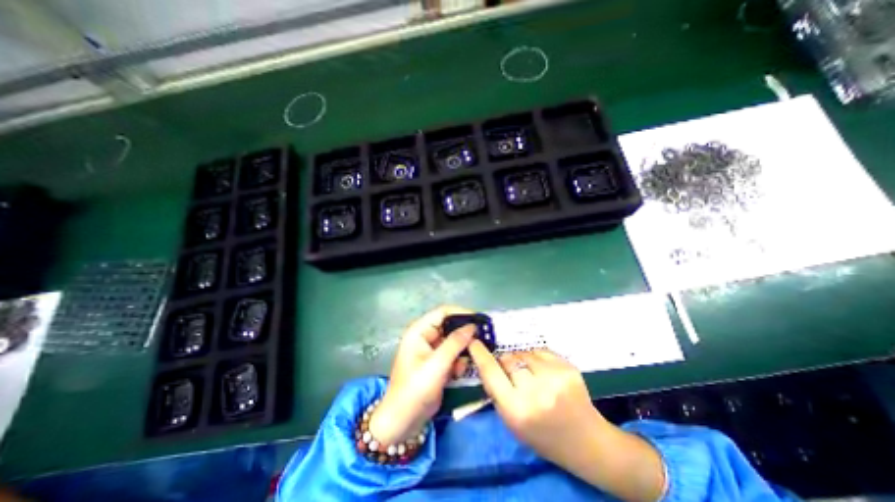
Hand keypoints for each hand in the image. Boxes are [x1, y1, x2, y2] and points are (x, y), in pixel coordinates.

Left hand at [370, 307, 478, 443]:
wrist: (403, 422)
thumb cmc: (415, 390)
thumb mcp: (436, 365)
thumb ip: (455, 343)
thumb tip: (472, 326)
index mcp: (419, 331)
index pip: (443, 312)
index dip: (461, 313)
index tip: (480, 320)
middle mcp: (425, 336)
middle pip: (450, 326)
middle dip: (465, 334)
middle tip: (483, 340)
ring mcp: (431, 350)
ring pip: (454, 341)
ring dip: (462, 350)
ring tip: (469, 360)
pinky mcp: (437, 363)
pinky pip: (453, 354)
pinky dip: (458, 361)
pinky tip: (458, 373)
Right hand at [465, 347, 603, 468]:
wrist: (585, 441)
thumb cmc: (542, 435)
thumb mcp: (511, 422)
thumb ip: (496, 392)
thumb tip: (486, 363)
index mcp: (516, 410)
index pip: (491, 373)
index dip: (480, 355)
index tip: (473, 342)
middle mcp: (534, 392)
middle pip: (508, 359)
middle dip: (505, 361)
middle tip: (512, 372)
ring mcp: (554, 378)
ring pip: (524, 353)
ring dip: (522, 359)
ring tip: (531, 375)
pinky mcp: (567, 367)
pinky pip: (540, 351)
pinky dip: (537, 358)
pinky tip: (544, 372)